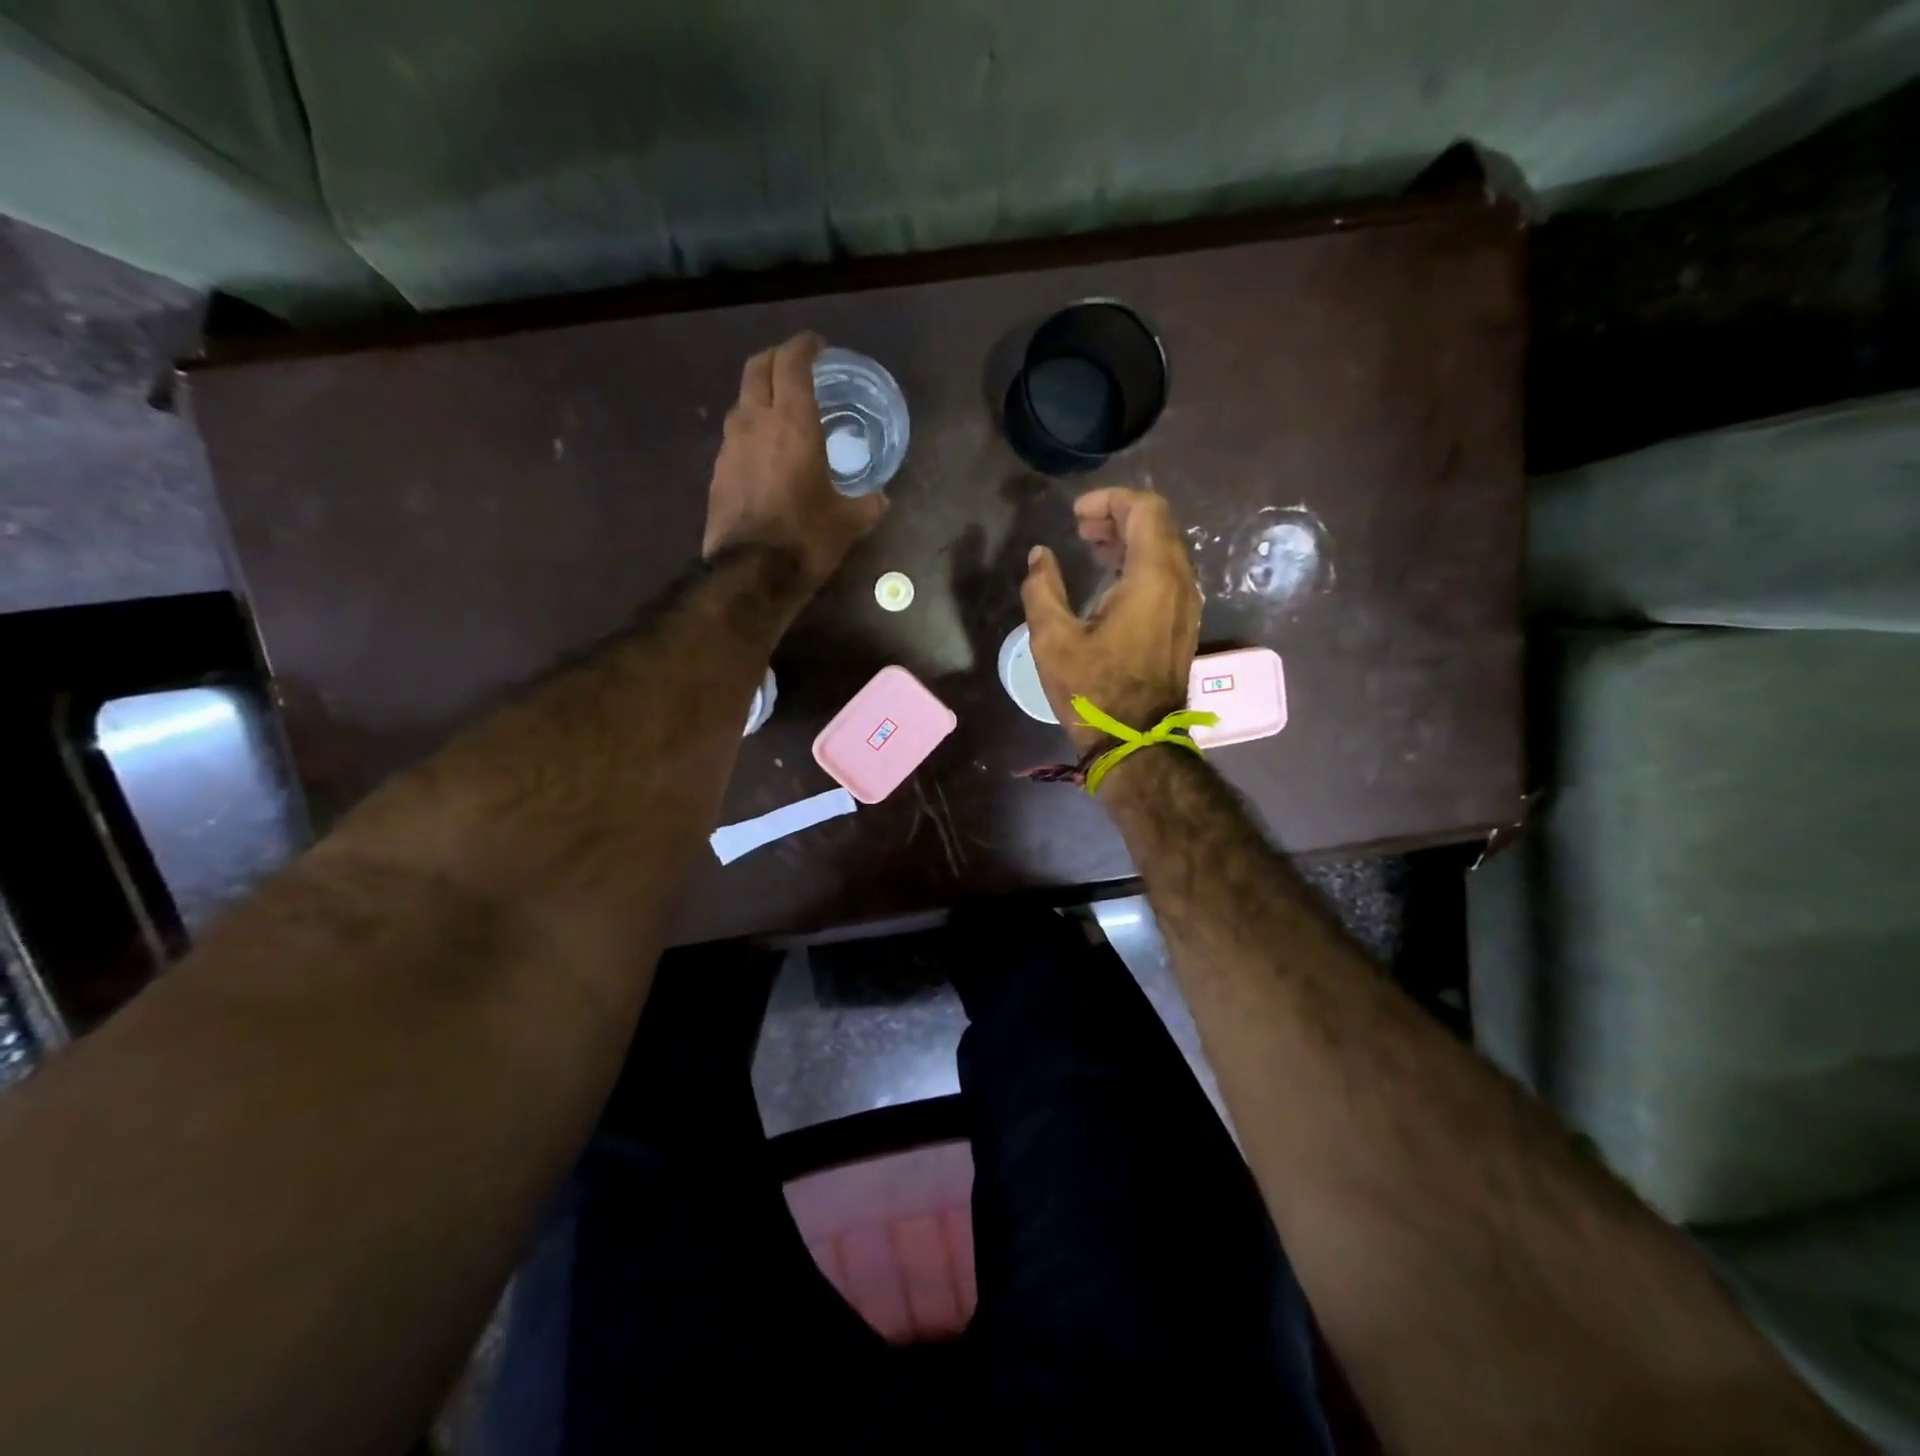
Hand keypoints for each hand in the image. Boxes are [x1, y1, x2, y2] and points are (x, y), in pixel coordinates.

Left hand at [703, 333, 885, 588]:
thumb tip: (881, 498)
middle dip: (776, 358)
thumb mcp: (849, 522)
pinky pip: (735, 435)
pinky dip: (751, 428)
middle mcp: (756, 422)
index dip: (804, 347)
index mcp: (792, 422)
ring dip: (760, 393)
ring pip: (741, 400)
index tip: (817, 346)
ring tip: (780, 408)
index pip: (792, 363)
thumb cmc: (805, 538)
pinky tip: (765, 450)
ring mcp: (730, 446)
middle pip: (757, 368)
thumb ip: (868, 503)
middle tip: (796, 365)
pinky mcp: (718, 472)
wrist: (750, 574)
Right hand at [1022, 488, 1200, 754]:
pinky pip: (1168, 575)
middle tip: (1080, 527)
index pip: (1145, 510)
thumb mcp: (1053, 639)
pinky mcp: (1183, 624)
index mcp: (1152, 577)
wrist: (1136, 742)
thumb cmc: (1094, 691)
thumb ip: (1042, 589)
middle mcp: (1180, 582)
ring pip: (1165, 549)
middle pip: (1158, 525)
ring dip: (1130, 540)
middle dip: (1118, 516)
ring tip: (1092, 547)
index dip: (1110, 500)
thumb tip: (1039, 557)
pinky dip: (1140, 563)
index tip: (1076, 514)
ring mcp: (1187, 604)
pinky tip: (1110, 580)